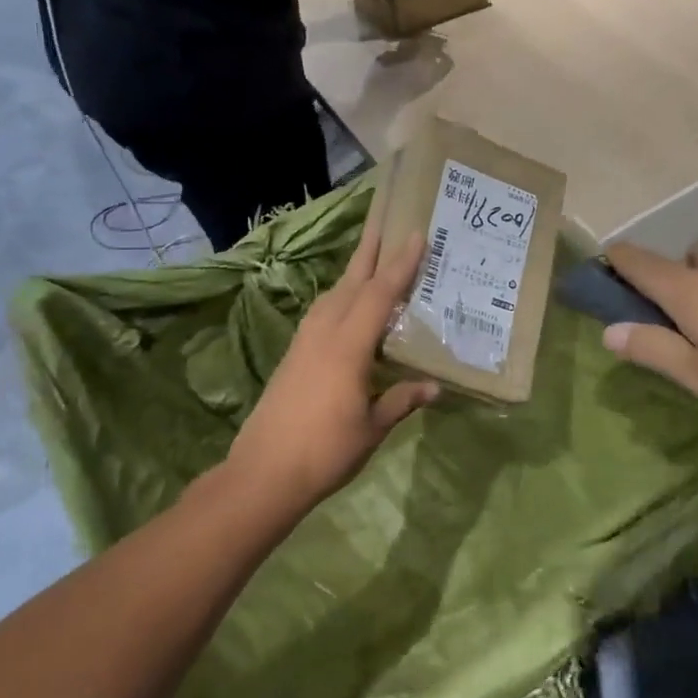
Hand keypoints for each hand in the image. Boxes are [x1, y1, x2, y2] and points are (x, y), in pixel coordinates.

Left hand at [227, 211, 439, 514]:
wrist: (262, 474)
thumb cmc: (324, 452)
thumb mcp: (372, 429)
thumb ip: (401, 400)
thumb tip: (435, 386)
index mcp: (348, 346)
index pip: (380, 295)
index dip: (400, 265)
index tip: (416, 235)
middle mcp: (324, 334)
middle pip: (351, 283)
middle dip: (370, 251)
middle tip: (385, 222)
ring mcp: (304, 343)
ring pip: (333, 295)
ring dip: (354, 274)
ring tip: (371, 260)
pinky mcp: (293, 356)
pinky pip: (321, 313)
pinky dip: (340, 297)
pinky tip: (345, 306)